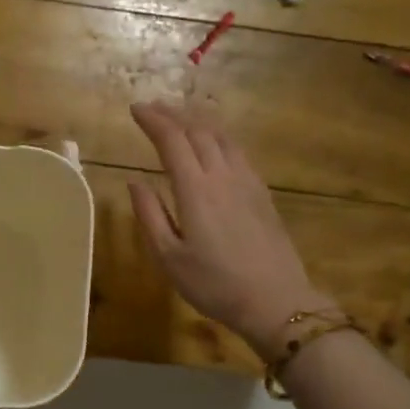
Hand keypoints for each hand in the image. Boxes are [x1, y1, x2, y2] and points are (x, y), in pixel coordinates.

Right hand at [129, 101, 338, 357]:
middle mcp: (222, 176)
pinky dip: (219, 137)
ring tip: (181, 117)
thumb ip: (150, 215)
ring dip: (198, 121)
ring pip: (222, 137)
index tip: (135, 109)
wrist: (275, 301)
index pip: (172, 140)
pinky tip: (214, 144)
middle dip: (173, 115)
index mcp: (195, 190)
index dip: (152, 120)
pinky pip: (238, 151)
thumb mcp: (169, 257)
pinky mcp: (262, 193)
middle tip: (153, 108)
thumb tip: (134, 182)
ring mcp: (247, 182)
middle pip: (198, 131)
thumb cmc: (213, 284)